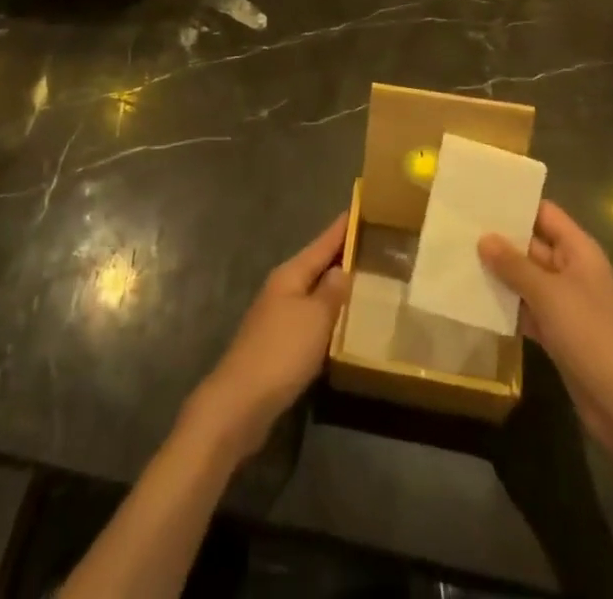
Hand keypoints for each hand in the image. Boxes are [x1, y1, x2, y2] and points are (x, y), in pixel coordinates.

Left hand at [183, 211, 349, 464]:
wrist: (239, 404)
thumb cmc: (281, 353)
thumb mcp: (315, 319)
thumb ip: (331, 292)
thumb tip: (341, 268)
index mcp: (290, 274)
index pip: (323, 243)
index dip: (342, 228)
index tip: (361, 208)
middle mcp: (282, 288)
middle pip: (316, 265)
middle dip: (341, 255)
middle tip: (373, 246)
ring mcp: (276, 316)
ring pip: (312, 292)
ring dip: (334, 287)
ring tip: (364, 282)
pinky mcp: (277, 344)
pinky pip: (309, 318)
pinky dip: (326, 314)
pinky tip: (341, 323)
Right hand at [479, 200, 612, 457]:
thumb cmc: (590, 335)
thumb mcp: (549, 295)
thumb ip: (514, 265)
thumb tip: (484, 238)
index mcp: (579, 250)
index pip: (545, 213)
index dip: (516, 204)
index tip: (479, 198)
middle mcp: (573, 270)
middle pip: (533, 245)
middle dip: (500, 240)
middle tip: (459, 229)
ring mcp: (566, 303)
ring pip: (527, 279)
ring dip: (500, 274)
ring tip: (459, 260)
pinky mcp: (558, 333)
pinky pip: (528, 309)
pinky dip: (508, 306)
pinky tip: (476, 301)